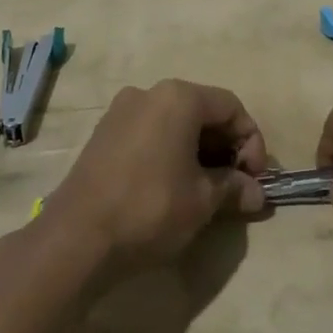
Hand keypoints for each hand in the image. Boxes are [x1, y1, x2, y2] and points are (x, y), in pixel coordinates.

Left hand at [47, 81, 267, 277]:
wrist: (75, 239)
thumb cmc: (150, 208)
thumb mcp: (202, 200)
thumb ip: (233, 188)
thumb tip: (256, 194)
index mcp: (178, 97)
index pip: (231, 107)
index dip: (251, 141)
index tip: (255, 178)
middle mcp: (150, 93)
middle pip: (202, 110)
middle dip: (225, 146)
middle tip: (235, 184)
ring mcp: (122, 111)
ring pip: (175, 122)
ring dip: (198, 150)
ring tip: (207, 189)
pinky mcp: (103, 134)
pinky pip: (150, 133)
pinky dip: (170, 151)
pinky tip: (173, 185)